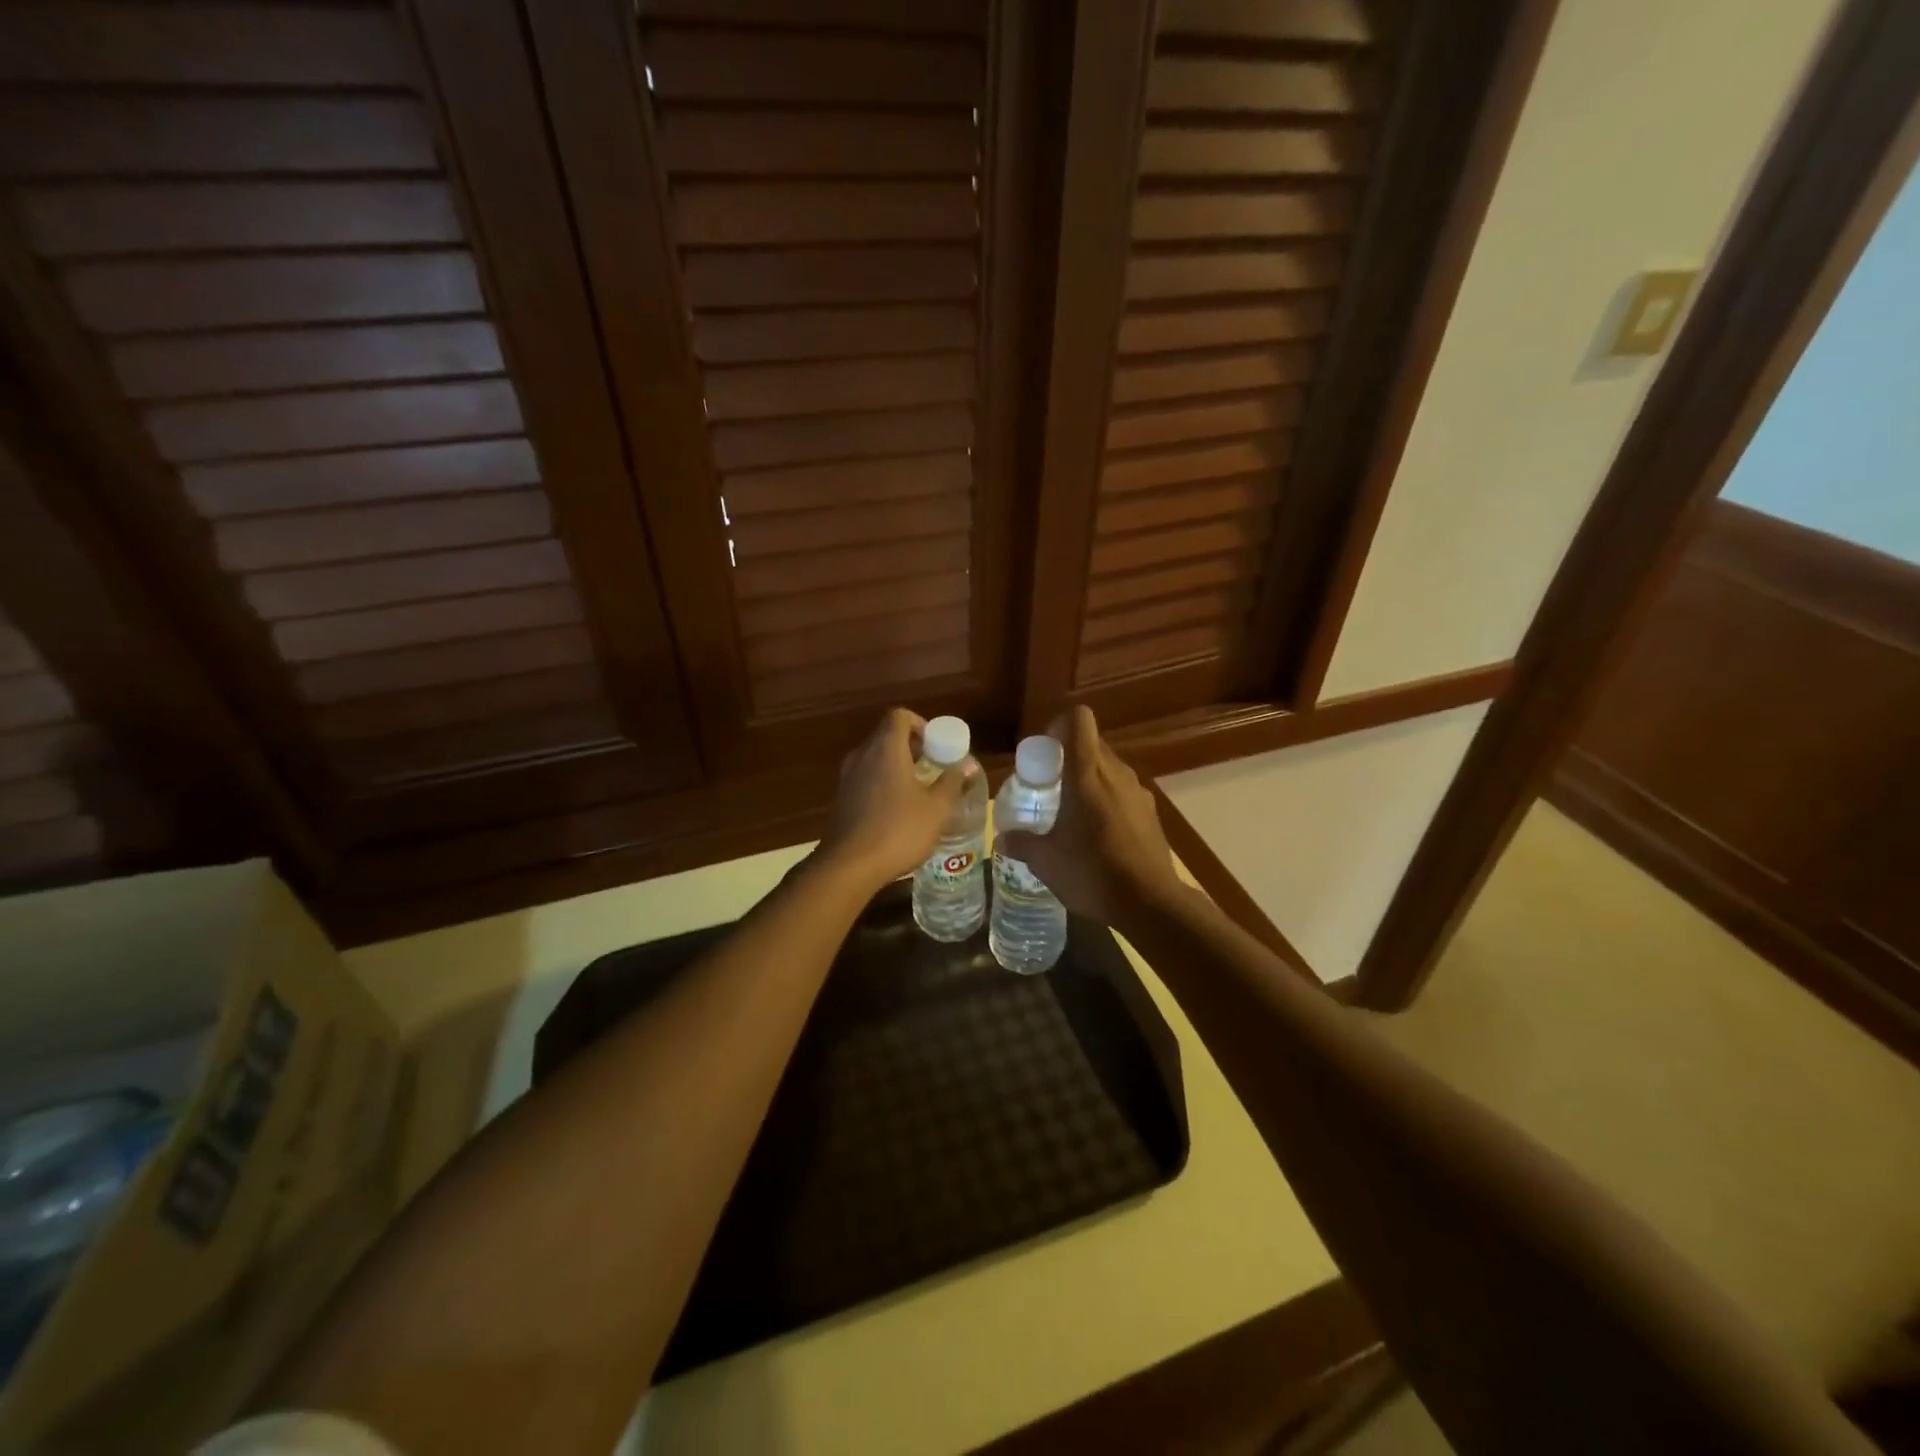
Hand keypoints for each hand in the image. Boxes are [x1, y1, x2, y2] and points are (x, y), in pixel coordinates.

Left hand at [817, 708, 968, 891]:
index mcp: (885, 749)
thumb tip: (969, 765)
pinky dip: (882, 783)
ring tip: (919, 790)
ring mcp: (847, 778)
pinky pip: (865, 778)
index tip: (936, 745)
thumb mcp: (936, 809)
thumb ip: (953, 782)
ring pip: (875, 758)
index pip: (899, 716)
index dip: (920, 724)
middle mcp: (862, 756)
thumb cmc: (898, 830)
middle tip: (934, 767)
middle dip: (912, 747)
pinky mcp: (841, 799)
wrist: (848, 867)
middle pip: (886, 736)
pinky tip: (897, 810)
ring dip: (897, 766)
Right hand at [996, 706, 1184, 930]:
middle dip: (1069, 755)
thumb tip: (1002, 838)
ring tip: (1072, 810)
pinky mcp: (1151, 813)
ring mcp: (1138, 793)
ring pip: (1110, 768)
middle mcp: (1116, 774)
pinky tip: (1098, 833)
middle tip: (1048, 783)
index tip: (1044, 748)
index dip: (1060, 724)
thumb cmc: (1092, 873)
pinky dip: (1108, 800)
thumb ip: (1022, 843)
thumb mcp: (1046, 861)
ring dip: (1090, 778)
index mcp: (1087, 775)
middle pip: (1093, 744)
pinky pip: (1124, 792)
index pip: (1079, 721)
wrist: (1150, 904)